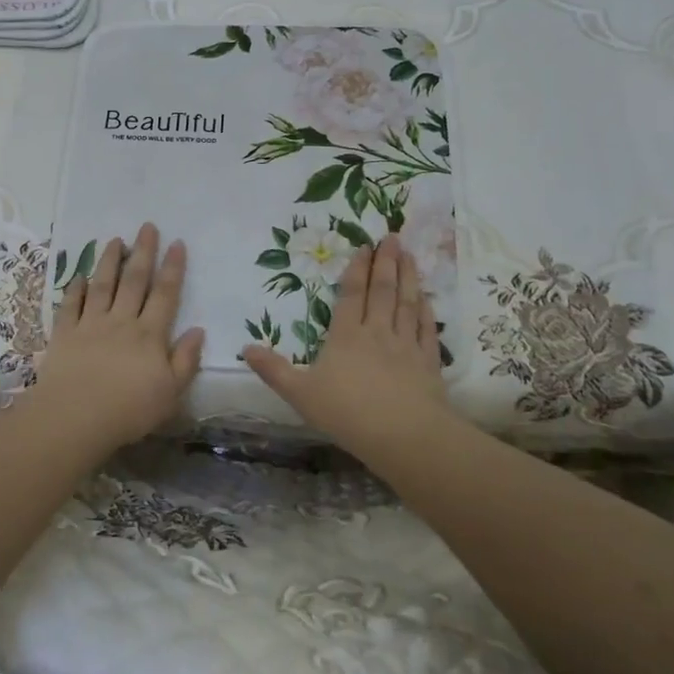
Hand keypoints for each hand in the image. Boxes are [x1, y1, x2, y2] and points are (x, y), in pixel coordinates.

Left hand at [29, 222, 205, 450]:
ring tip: (115, 240)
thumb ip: (186, 360)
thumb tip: (198, 330)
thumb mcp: (170, 393)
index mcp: (149, 335)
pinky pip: (70, 305)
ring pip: (102, 285)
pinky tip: (79, 277)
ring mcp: (90, 325)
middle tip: (147, 226)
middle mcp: (121, 322)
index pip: (165, 294)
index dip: (172, 268)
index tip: (177, 243)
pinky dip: (75, 289)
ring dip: (110, 261)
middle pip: (134, 281)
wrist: (75, 419)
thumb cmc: (128, 411)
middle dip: (143, 252)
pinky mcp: (64, 335)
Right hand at [241, 235, 447, 450]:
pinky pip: (427, 329)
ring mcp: (406, 346)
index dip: (357, 270)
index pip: (351, 295)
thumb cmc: (347, 413)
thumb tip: (245, 348)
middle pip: (382, 291)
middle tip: (392, 237)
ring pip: (407, 303)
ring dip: (408, 277)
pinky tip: (427, 298)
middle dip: (386, 262)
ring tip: (409, 255)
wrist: (403, 435)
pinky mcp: (428, 362)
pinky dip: (427, 311)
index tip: (364, 247)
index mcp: (345, 337)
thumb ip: (273, 370)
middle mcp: (377, 333)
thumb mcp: (300, 394)